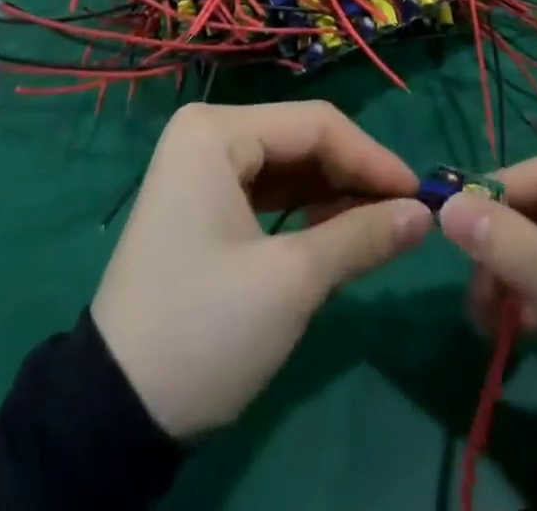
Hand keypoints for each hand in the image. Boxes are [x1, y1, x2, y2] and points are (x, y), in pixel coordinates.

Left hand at [92, 102, 432, 438]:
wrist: (112, 412)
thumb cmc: (204, 330)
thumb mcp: (291, 283)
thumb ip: (362, 237)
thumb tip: (424, 214)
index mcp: (217, 130)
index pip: (316, 124)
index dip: (373, 158)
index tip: (420, 197)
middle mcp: (207, 132)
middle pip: (302, 140)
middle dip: (354, 176)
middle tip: (405, 217)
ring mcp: (200, 166)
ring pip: (288, 164)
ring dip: (334, 194)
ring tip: (378, 228)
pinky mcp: (202, 200)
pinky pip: (267, 189)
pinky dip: (305, 210)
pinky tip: (335, 233)